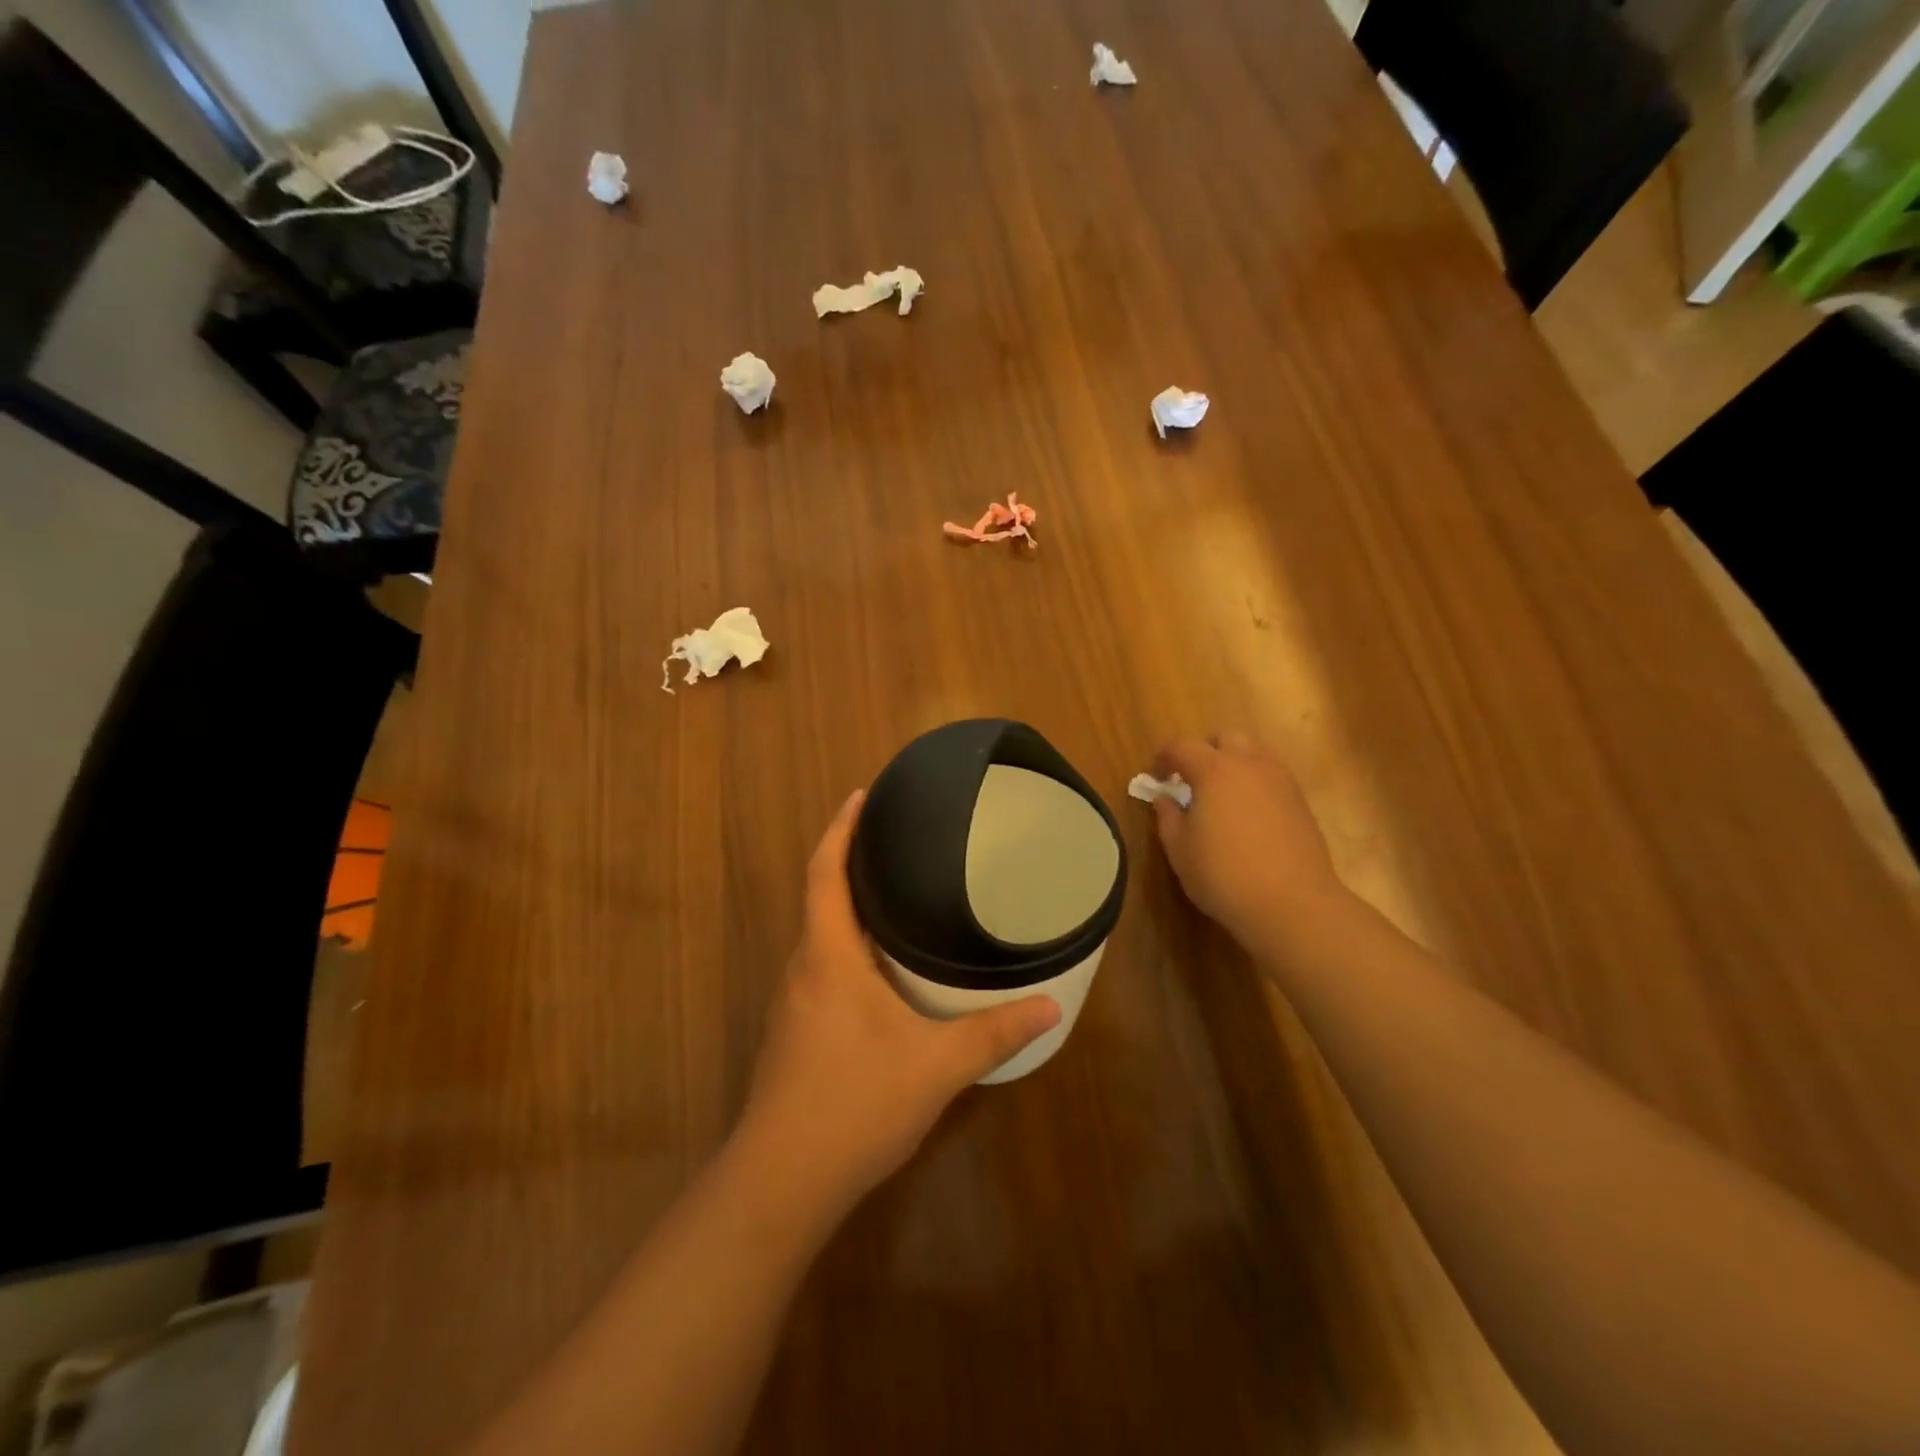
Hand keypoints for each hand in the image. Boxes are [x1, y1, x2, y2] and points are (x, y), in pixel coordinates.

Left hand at [738, 791, 1061, 1216]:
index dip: (841, 828)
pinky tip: (879, 969)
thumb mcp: (936, 1066)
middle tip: (896, 841)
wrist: (781, 1181)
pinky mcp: (794, 1033)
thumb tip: (1050, 1006)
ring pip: (819, 936)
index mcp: (828, 956)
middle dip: (850, 862)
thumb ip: (994, 1033)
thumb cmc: (854, 1103)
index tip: (861, 794)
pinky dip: (846, 947)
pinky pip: (821, 967)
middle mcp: (803, 969)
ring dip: (848, 907)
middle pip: (819, 897)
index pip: (825, 872)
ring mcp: (793, 1004)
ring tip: (895, 894)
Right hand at [1152, 732, 1348, 944]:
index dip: (1163, 757)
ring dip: (1233, 764)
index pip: (1182, 746)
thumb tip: (1165, 798)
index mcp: (1214, 770)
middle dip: (1204, 750)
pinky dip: (1254, 783)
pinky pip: (1272, 777)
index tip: (1156, 777)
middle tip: (1191, 779)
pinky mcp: (1301, 802)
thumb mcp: (1180, 850)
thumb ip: (1168, 817)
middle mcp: (1250, 765)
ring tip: (1221, 796)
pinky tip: (1247, 815)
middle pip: (1226, 738)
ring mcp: (1281, 781)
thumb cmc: (1223, 875)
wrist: (1292, 903)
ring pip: (1254, 753)